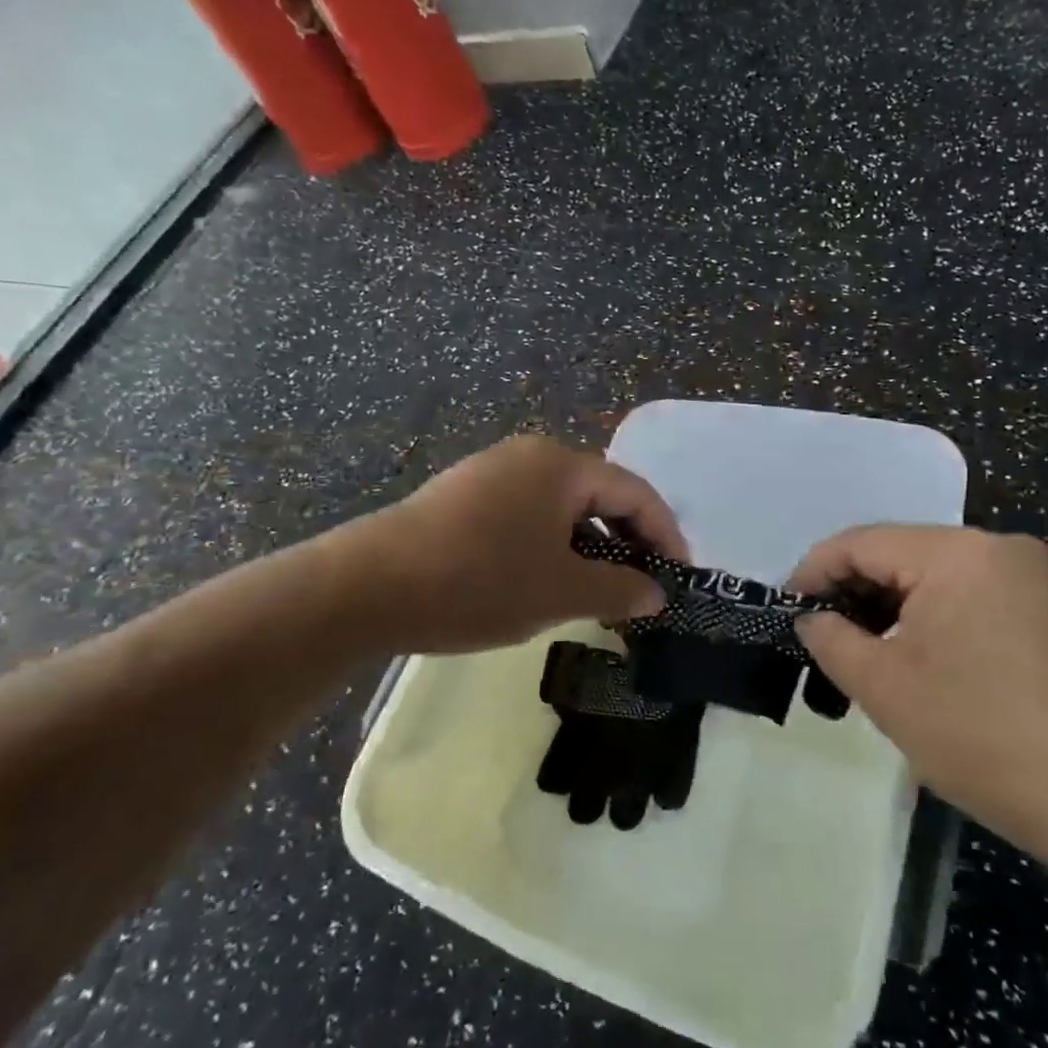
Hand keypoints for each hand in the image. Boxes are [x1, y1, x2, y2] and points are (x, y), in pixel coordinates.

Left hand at [347, 435, 687, 655]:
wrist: (369, 586)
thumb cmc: (479, 581)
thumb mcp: (561, 590)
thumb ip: (619, 588)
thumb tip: (657, 592)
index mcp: (561, 465)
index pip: (634, 491)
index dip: (664, 534)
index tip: (679, 576)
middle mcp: (530, 455)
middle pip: (599, 493)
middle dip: (626, 540)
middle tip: (641, 587)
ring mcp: (492, 471)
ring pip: (562, 505)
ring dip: (588, 544)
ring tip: (597, 590)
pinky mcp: (464, 493)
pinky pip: (527, 512)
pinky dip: (551, 542)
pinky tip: (544, 578)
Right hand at [791, 526, 1047, 868]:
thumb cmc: (985, 738)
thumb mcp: (886, 689)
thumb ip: (832, 640)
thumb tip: (811, 618)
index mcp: (958, 553)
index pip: (862, 543)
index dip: (815, 571)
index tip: (787, 609)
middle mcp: (1000, 547)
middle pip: (902, 554)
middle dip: (856, 591)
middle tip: (823, 637)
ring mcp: (1036, 577)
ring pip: (939, 575)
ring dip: (895, 607)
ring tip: (868, 653)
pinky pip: (976, 595)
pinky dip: (937, 618)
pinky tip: (925, 660)